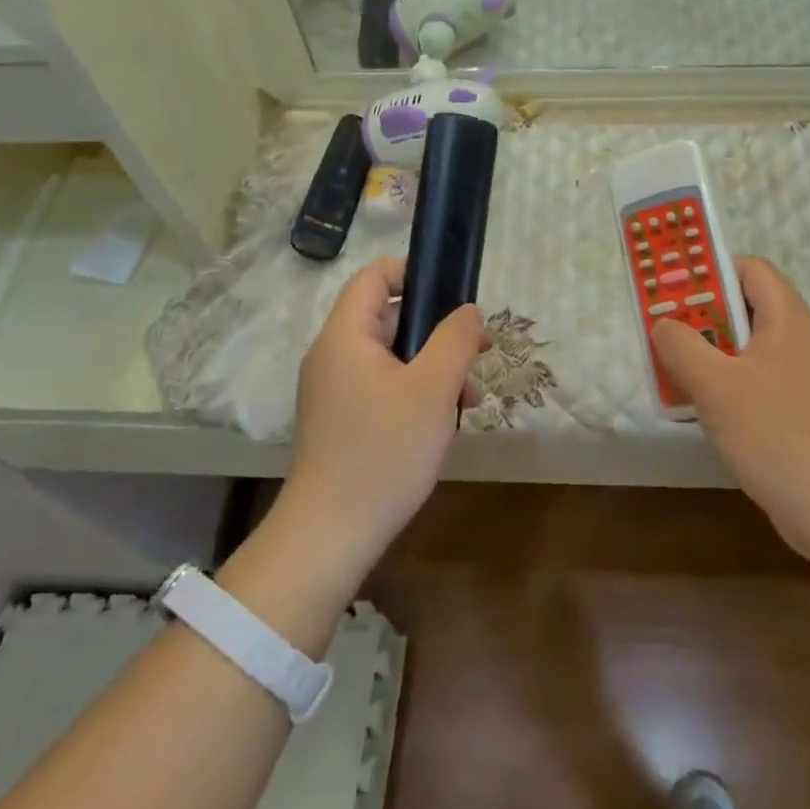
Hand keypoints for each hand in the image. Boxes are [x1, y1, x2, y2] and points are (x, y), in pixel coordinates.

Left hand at [277, 258, 484, 583]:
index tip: (454, 294)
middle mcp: (333, 355)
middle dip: (437, 331)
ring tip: (470, 397)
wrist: (330, 536)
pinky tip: (444, 421)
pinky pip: (383, 387)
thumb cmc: (384, 452)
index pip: (373, 276)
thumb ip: (455, 339)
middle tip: (479, 353)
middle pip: (388, 318)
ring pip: (391, 357)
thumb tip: (467, 309)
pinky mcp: (341, 421)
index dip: (413, 272)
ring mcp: (334, 390)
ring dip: (433, 367)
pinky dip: (415, 392)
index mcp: (345, 335)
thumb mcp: (433, 389)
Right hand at [651, 258, 809, 561]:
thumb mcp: (715, 384)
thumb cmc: (775, 433)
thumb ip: (681, 345)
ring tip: (673, 368)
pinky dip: (725, 383)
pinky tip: (701, 408)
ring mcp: (802, 376)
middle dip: (701, 315)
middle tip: (664, 329)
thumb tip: (663, 323)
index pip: (749, 269)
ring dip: (709, 353)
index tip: (673, 288)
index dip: (711, 270)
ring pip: (746, 347)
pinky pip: (754, 379)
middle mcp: (799, 339)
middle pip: (746, 307)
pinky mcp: (799, 409)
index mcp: (787, 318)